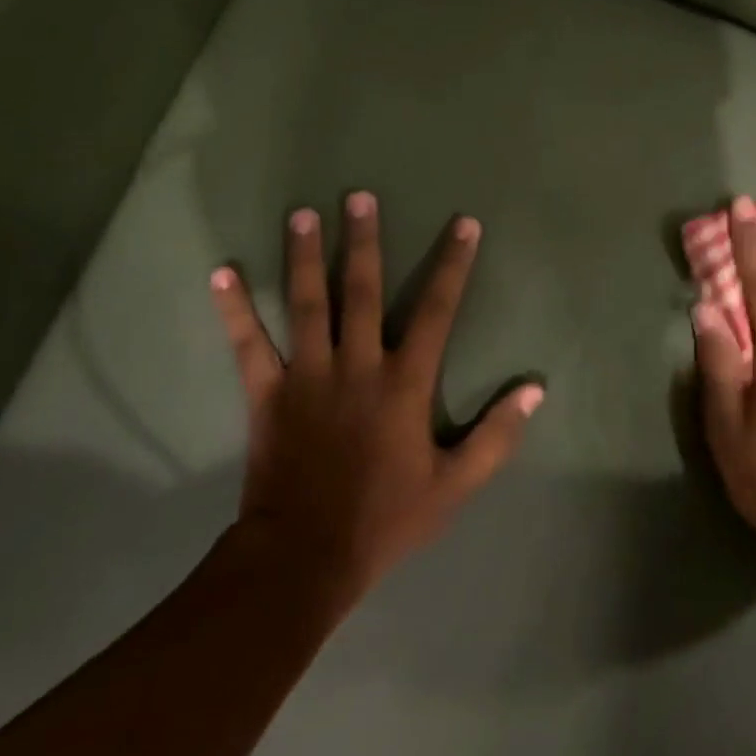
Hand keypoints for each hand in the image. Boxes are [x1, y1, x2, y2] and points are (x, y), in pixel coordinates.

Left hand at [208, 191, 542, 599]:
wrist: (305, 558)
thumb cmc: (386, 518)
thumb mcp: (455, 484)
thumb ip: (496, 435)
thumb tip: (534, 389)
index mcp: (404, 382)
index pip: (437, 310)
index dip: (453, 265)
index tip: (464, 224)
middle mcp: (357, 365)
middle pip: (361, 290)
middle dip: (363, 241)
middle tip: (358, 197)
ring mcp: (308, 375)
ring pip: (307, 304)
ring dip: (303, 257)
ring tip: (301, 214)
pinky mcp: (267, 394)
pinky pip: (248, 344)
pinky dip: (234, 309)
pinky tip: (221, 273)